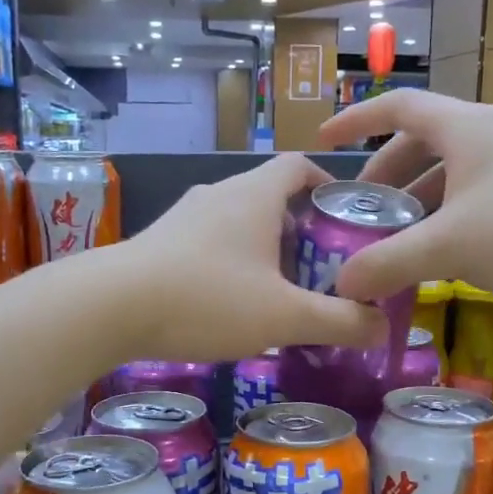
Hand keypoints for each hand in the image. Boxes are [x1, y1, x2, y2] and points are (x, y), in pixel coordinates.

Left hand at [107, 154, 388, 362]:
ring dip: (261, 249)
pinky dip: (228, 263)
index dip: (326, 183)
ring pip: (236, 222)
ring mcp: (183, 216)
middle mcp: (218, 194)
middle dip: (299, 229)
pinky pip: (206, 243)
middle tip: (320, 268)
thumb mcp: (284, 316)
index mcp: (254, 194)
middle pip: (270, 197)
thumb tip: (382, 328)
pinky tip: (228, 303)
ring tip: (278, 290)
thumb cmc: (208, 298)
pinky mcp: (158, 242)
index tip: (344, 215)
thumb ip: (339, 321)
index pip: (299, 165)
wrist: (110, 306)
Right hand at [314, 93, 492, 309]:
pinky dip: (446, 217)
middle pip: (420, 143)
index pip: (397, 107)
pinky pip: (473, 195)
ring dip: (416, 201)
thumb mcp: (451, 247)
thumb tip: (341, 285)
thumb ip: (389, 263)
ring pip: (449, 173)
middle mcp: (489, 135)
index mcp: (465, 128)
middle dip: (384, 176)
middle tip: (362, 212)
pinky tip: (441, 254)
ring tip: (395, 239)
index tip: (323, 143)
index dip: (356, 121)